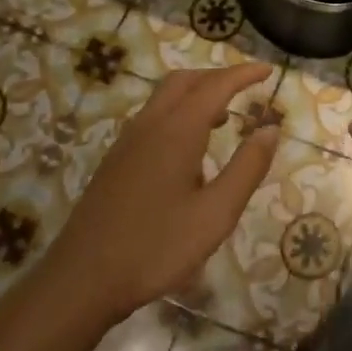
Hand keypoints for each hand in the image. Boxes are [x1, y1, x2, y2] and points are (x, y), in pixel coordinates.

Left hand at [41, 63, 278, 327]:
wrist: (81, 281)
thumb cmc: (156, 248)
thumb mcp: (215, 214)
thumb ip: (247, 168)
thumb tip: (270, 129)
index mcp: (177, 130)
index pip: (216, 86)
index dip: (243, 74)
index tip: (268, 69)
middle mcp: (150, 125)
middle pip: (185, 81)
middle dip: (217, 76)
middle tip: (246, 87)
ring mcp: (127, 142)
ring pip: (164, 97)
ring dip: (197, 94)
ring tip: (224, 116)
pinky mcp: (116, 161)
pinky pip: (153, 117)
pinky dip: (179, 112)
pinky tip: (189, 149)